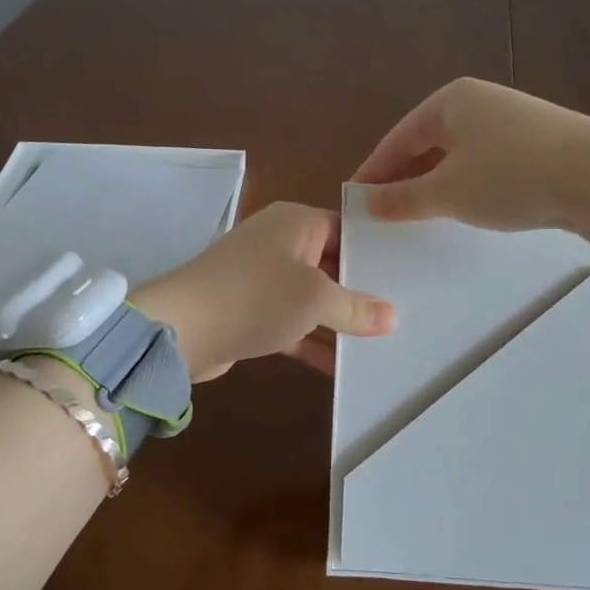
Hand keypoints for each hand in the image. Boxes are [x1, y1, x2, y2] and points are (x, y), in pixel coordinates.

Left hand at [133, 202, 395, 379]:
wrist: (181, 329)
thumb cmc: (256, 296)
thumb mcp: (315, 299)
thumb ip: (356, 307)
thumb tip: (391, 316)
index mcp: (296, 222)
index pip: (346, 230)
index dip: (374, 255)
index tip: (409, 279)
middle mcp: (279, 243)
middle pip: (331, 266)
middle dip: (360, 295)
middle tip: (403, 318)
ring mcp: (262, 278)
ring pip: (311, 299)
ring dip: (337, 323)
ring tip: (380, 348)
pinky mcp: (250, 311)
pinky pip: (291, 322)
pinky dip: (312, 340)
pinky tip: (342, 367)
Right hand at [350, 78, 589, 253]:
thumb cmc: (510, 177)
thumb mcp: (448, 192)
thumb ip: (402, 198)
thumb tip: (368, 202)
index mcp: (450, 101)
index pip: (397, 138)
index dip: (373, 172)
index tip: (354, 202)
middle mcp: (479, 101)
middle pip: (426, 143)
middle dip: (404, 178)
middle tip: (384, 213)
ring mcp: (511, 119)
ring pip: (457, 154)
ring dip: (436, 184)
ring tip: (421, 215)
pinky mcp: (538, 140)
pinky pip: (486, 162)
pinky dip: (467, 184)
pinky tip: (468, 207)